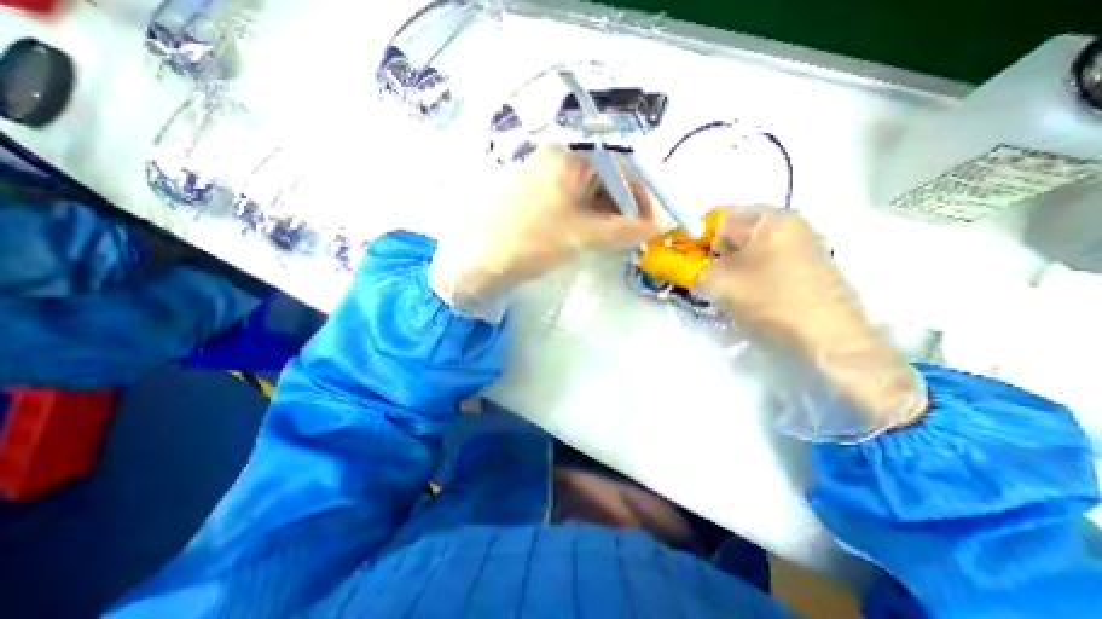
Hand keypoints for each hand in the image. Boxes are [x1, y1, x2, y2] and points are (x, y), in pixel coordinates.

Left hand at [430, 147, 656, 321]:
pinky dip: (587, 214)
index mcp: (567, 156)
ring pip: (587, 188)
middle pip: (604, 175)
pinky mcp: (535, 193)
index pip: (620, 164)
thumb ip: (624, 230)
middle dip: (624, 204)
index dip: (641, 192)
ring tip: (614, 236)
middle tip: (634, 231)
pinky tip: (591, 232)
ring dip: (606, 211)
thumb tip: (656, 227)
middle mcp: (555, 157)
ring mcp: (542, 174)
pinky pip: (571, 198)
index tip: (653, 219)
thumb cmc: (531, 243)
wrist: (479, 261)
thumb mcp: (583, 236)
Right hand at [692, 208, 922, 439]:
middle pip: (734, 232)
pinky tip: (755, 294)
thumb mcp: (718, 285)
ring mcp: (803, 241)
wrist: (830, 338)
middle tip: (715, 280)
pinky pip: (767, 259)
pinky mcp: (809, 262)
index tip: (692, 266)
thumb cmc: (770, 302)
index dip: (697, 242)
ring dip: (733, 266)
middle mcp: (788, 221)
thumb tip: (674, 267)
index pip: (715, 219)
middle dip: (716, 256)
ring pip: (749, 248)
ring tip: (735, 291)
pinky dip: (752, 272)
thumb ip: (689, 270)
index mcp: (767, 218)